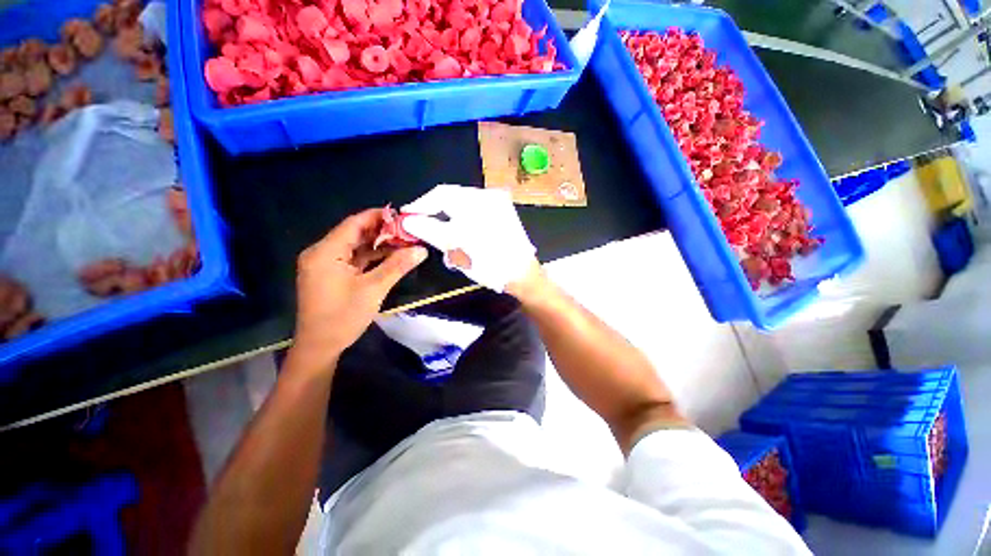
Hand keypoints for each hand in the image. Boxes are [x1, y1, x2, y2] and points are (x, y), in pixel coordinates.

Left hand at [292, 209, 427, 367]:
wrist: (319, 347)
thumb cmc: (343, 317)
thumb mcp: (373, 289)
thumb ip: (397, 266)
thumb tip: (421, 250)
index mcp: (326, 252)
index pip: (354, 224)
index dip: (378, 216)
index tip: (402, 216)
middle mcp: (322, 253)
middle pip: (354, 234)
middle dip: (382, 231)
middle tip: (407, 231)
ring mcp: (325, 264)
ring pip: (355, 247)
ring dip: (378, 245)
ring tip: (404, 242)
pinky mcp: (330, 274)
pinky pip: (353, 259)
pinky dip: (371, 257)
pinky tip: (390, 257)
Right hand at [401, 185, 537, 291]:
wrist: (523, 276)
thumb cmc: (489, 262)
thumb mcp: (455, 246)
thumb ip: (428, 229)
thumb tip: (408, 220)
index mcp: (477, 200)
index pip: (441, 194)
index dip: (420, 205)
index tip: (407, 217)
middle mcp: (488, 196)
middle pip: (452, 200)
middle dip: (436, 216)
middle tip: (423, 229)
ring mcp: (498, 205)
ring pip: (463, 208)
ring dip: (450, 222)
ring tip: (444, 240)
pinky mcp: (503, 215)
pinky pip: (476, 214)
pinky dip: (464, 224)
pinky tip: (462, 239)